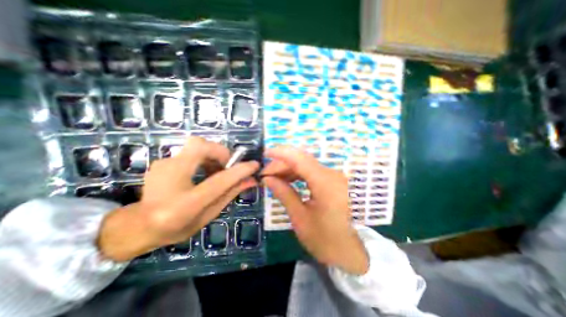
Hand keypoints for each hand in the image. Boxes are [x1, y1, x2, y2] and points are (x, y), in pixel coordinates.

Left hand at [97, 136, 257, 262]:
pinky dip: (203, 157)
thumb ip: (230, 194)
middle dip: (220, 152)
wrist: (139, 225)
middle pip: (200, 147)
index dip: (239, 171)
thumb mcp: (209, 214)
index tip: (254, 164)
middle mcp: (169, 180)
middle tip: (226, 166)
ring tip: (215, 171)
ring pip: (195, 144)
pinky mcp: (162, 161)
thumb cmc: (178, 226)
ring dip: (213, 154)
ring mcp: (162, 166)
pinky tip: (202, 172)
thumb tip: (251, 180)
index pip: (218, 182)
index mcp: (184, 204)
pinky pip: (190, 151)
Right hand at [260, 147, 367, 274]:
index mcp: (325, 184)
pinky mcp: (334, 181)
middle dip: (282, 164)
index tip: (265, 152)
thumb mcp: (300, 218)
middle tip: (266, 174)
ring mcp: (335, 177)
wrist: (351, 252)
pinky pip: (313, 172)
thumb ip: (284, 193)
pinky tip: (288, 180)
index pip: (300, 159)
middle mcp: (332, 175)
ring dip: (289, 169)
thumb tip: (267, 179)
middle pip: (302, 160)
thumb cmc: (325, 240)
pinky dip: (299, 174)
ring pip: (307, 165)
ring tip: (274, 178)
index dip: (281, 153)